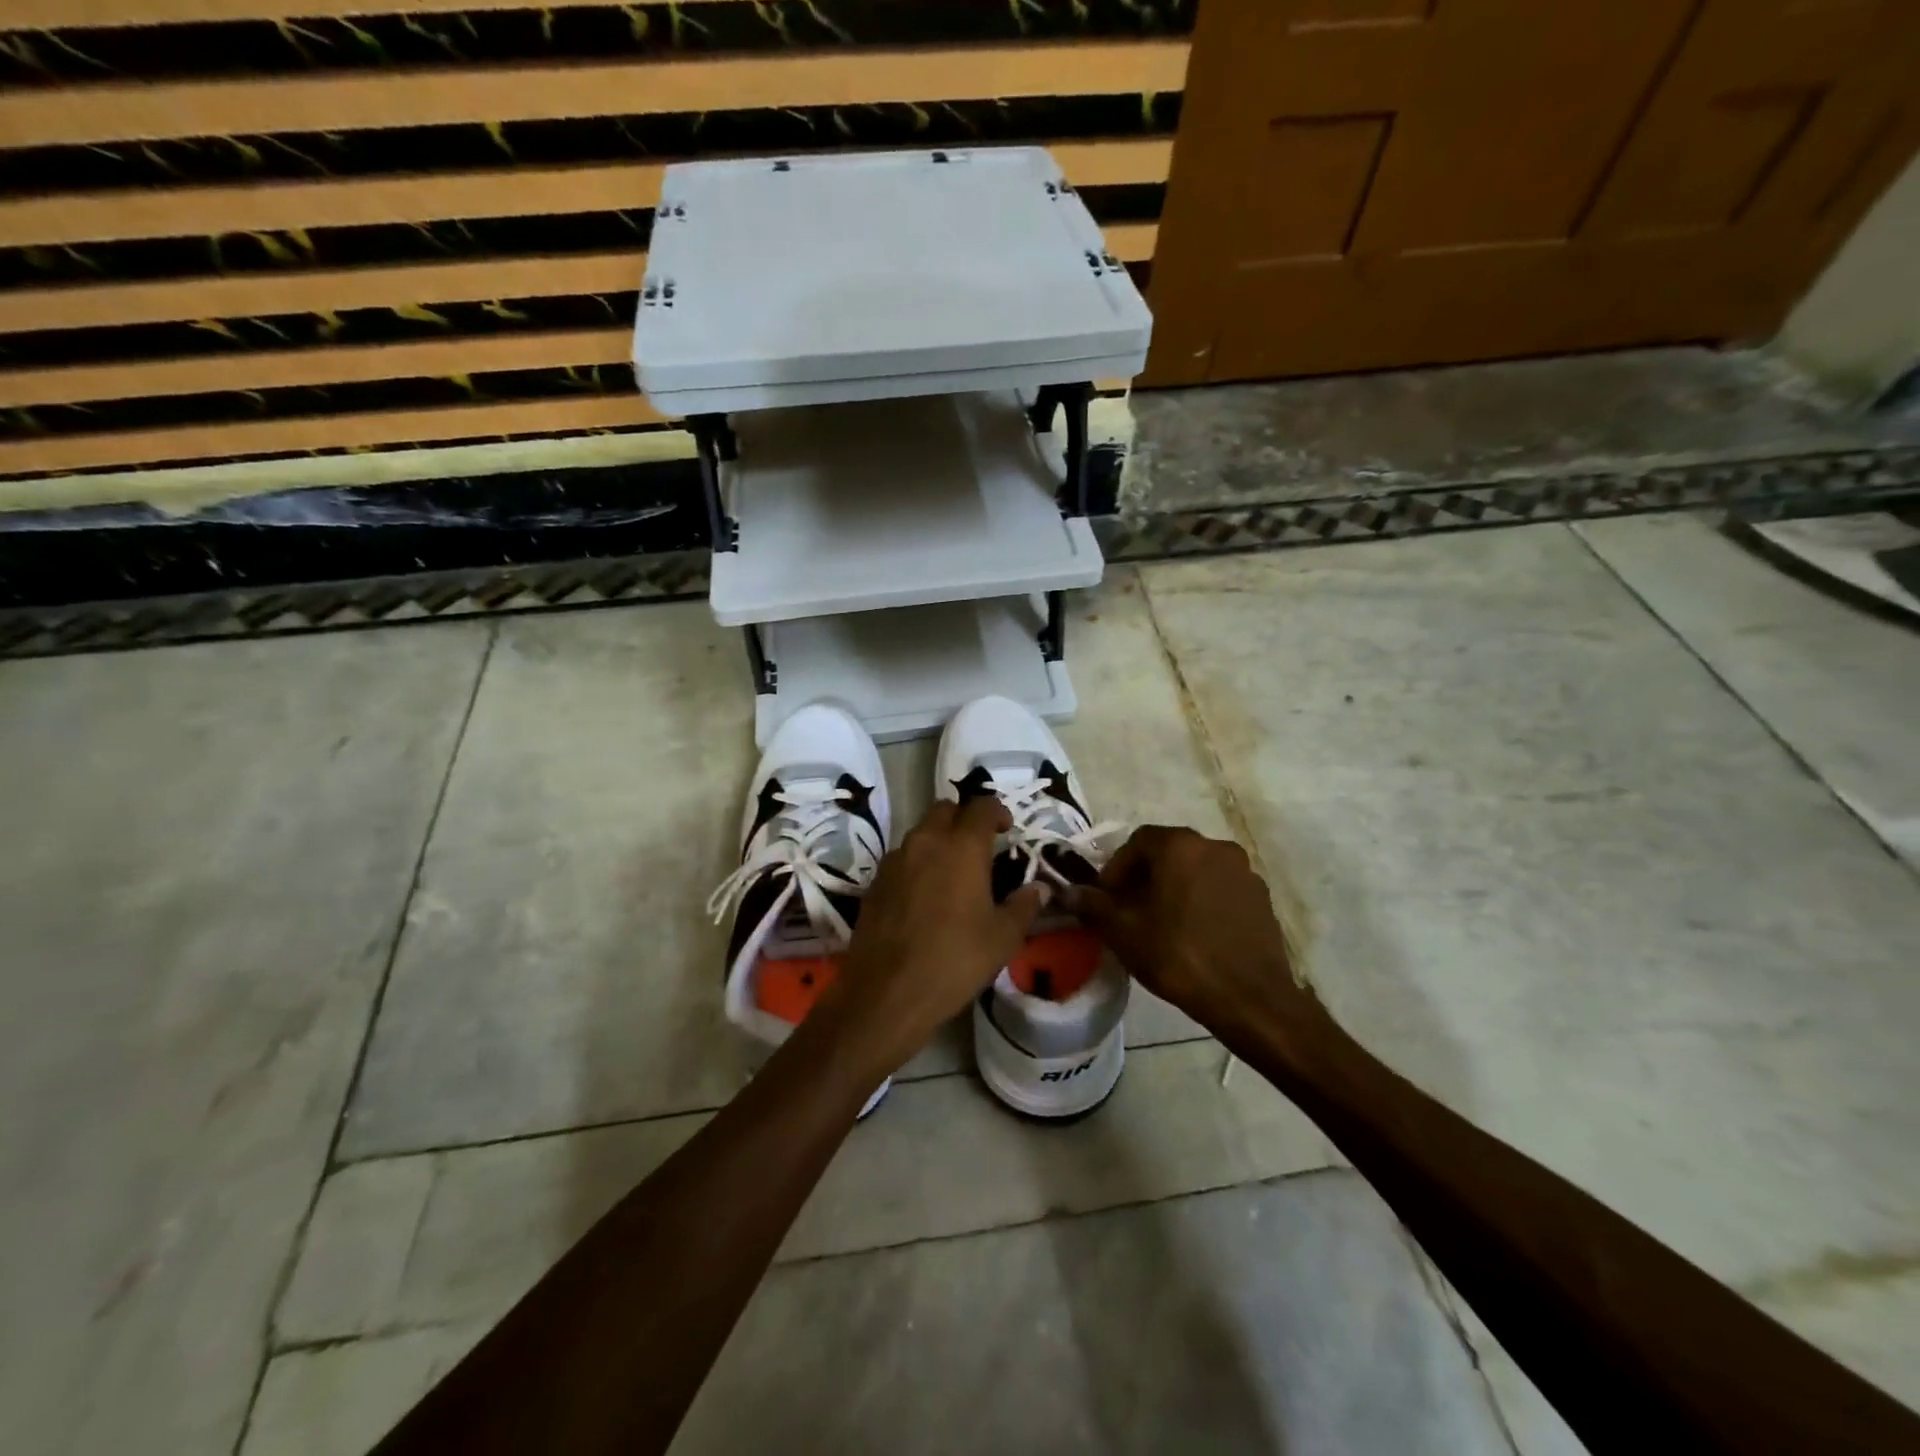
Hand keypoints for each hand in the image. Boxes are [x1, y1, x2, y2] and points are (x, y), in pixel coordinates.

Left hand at [820, 797, 1045, 1075]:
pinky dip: (917, 864)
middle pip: (944, 809)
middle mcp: (925, 842)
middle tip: (980, 846)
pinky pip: (901, 859)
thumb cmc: (955, 960)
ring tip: (953, 872)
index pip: (981, 806)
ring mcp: (894, 860)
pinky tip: (925, 896)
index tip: (1007, 828)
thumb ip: (1024, 906)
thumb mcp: (1002, 937)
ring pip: (920, 833)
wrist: (886, 992)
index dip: (997, 811)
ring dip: (938, 840)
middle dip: (963, 819)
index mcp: (962, 847)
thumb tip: (1039, 888)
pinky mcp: (874, 882)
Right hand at [1067, 826, 1326, 1056]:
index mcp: (1180, 845)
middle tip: (1129, 909)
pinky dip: (1201, 899)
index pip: (1137, 841)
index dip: (1116, 867)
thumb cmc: (1178, 956)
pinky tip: (1194, 932)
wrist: (1250, 999)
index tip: (1107, 898)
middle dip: (1144, 876)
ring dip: (1174, 887)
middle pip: (1168, 852)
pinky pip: (1220, 888)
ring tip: (1161, 922)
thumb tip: (1069, 892)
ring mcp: (1243, 870)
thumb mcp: (1123, 932)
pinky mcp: (1261, 897)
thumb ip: (1093, 905)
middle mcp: (1214, 846)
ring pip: (1195, 870)